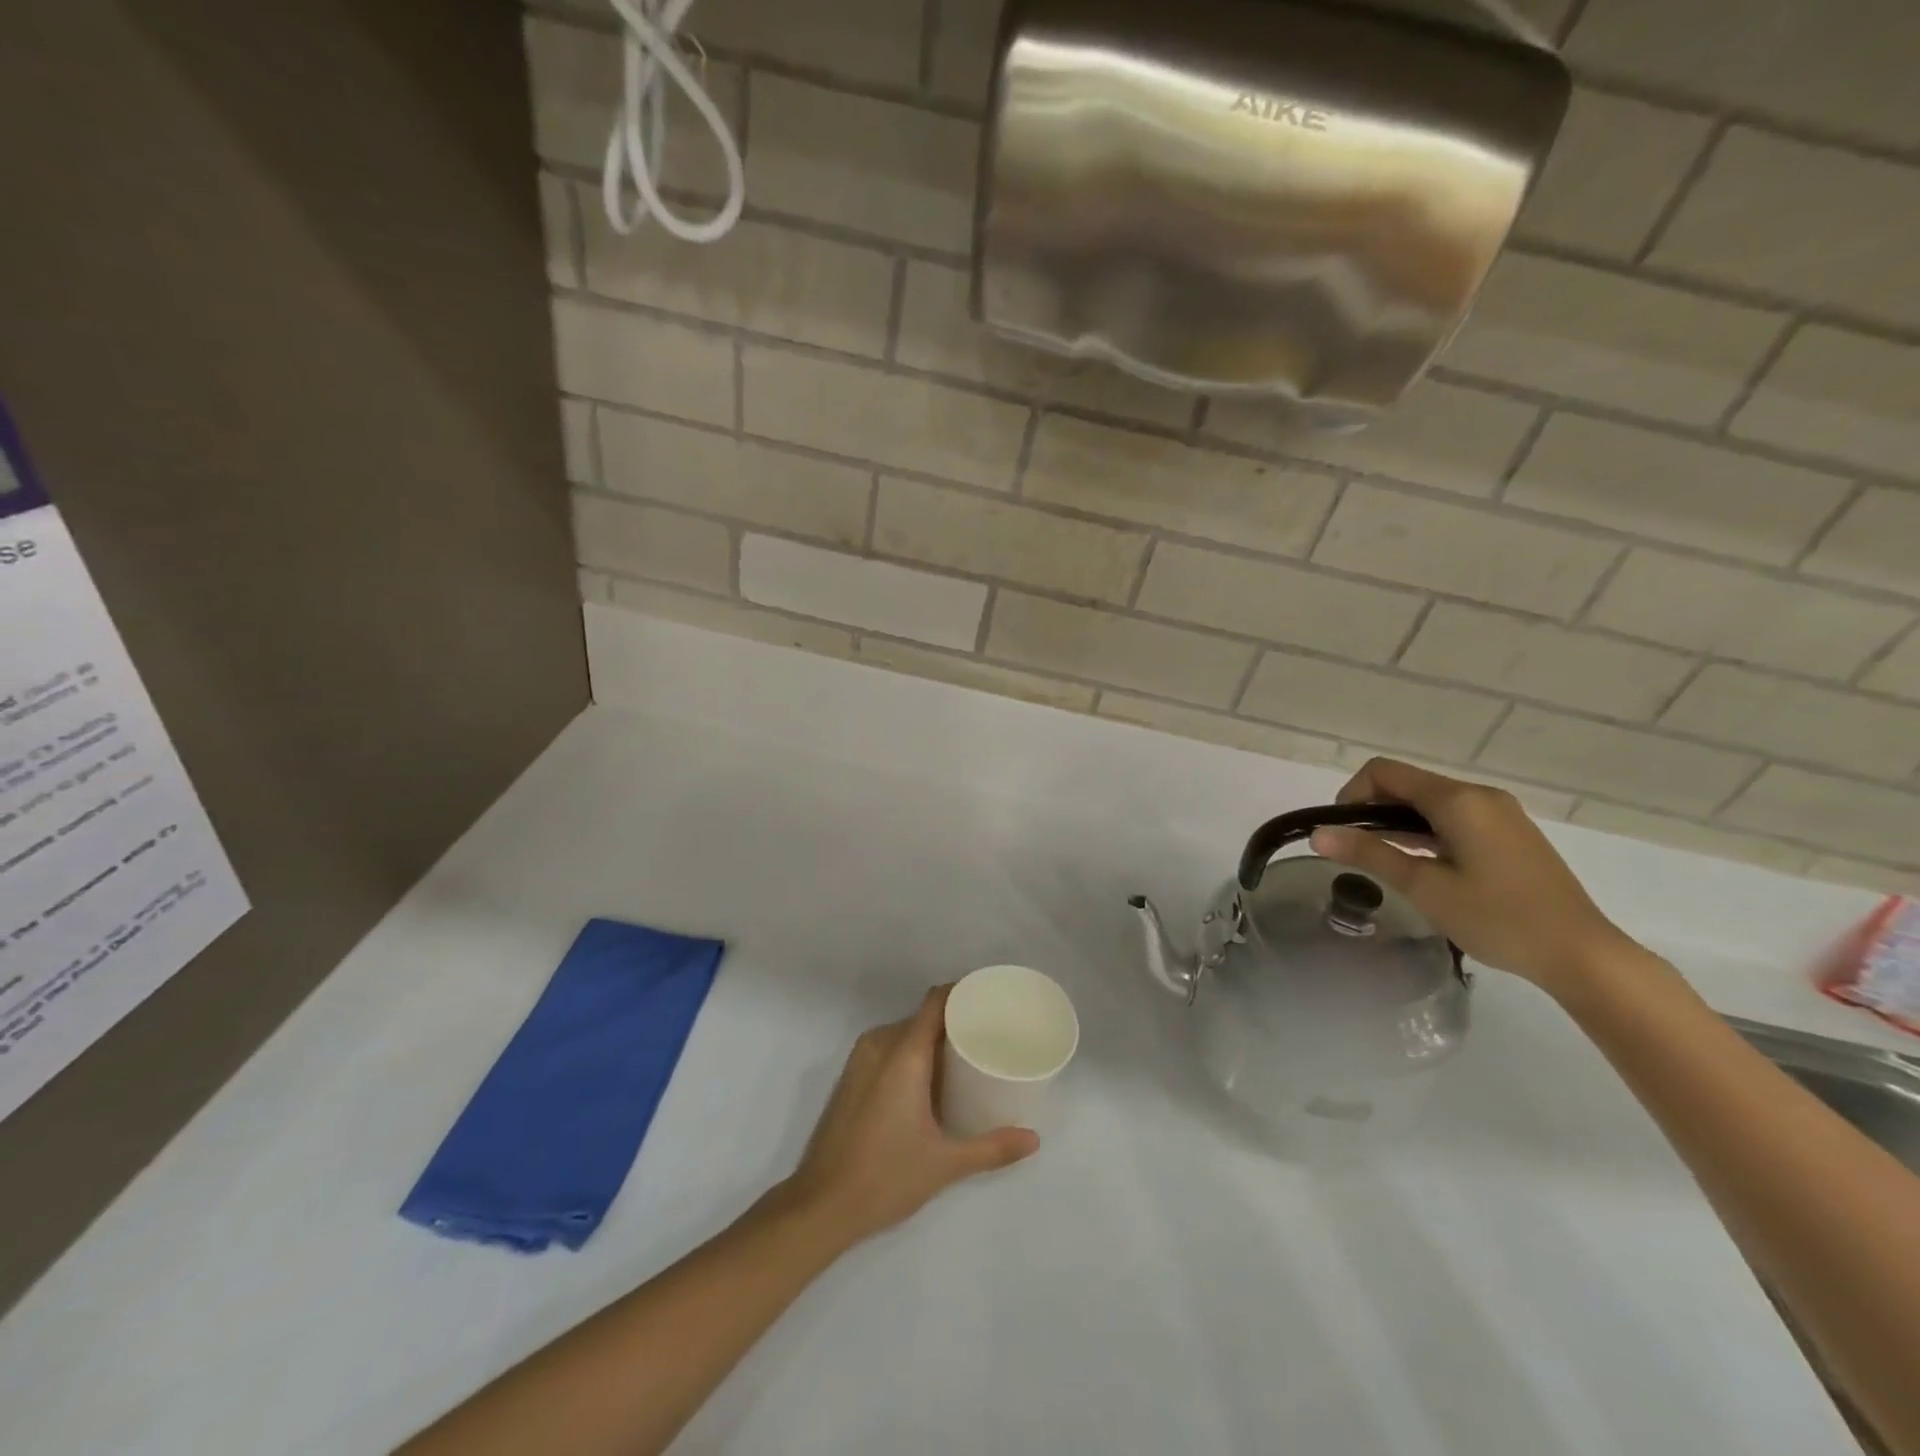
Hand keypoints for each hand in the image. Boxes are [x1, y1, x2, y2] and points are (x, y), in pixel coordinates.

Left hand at [783, 986, 1038, 1247]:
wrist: (820, 1206)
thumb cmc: (885, 1176)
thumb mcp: (945, 1163)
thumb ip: (992, 1148)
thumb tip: (1034, 1140)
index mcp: (904, 1053)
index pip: (936, 1001)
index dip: (963, 992)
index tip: (991, 999)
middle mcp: (879, 1044)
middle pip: (922, 1016)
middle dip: (954, 1021)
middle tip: (988, 1036)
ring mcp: (860, 1060)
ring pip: (903, 1033)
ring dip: (930, 1040)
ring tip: (965, 1058)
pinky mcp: (850, 1078)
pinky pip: (887, 1048)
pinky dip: (910, 1054)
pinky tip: (930, 1081)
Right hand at [1308, 757, 1633, 994]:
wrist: (1582, 954)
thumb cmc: (1498, 917)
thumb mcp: (1424, 886)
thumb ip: (1369, 854)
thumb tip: (1317, 834)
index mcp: (1458, 800)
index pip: (1384, 772)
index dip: (1351, 794)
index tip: (1341, 832)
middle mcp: (1480, 796)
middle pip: (1408, 784)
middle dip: (1373, 809)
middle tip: (1357, 851)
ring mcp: (1500, 814)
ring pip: (1431, 803)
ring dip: (1399, 823)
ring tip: (1384, 861)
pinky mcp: (1510, 834)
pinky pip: (1454, 818)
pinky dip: (1427, 832)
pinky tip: (1423, 866)